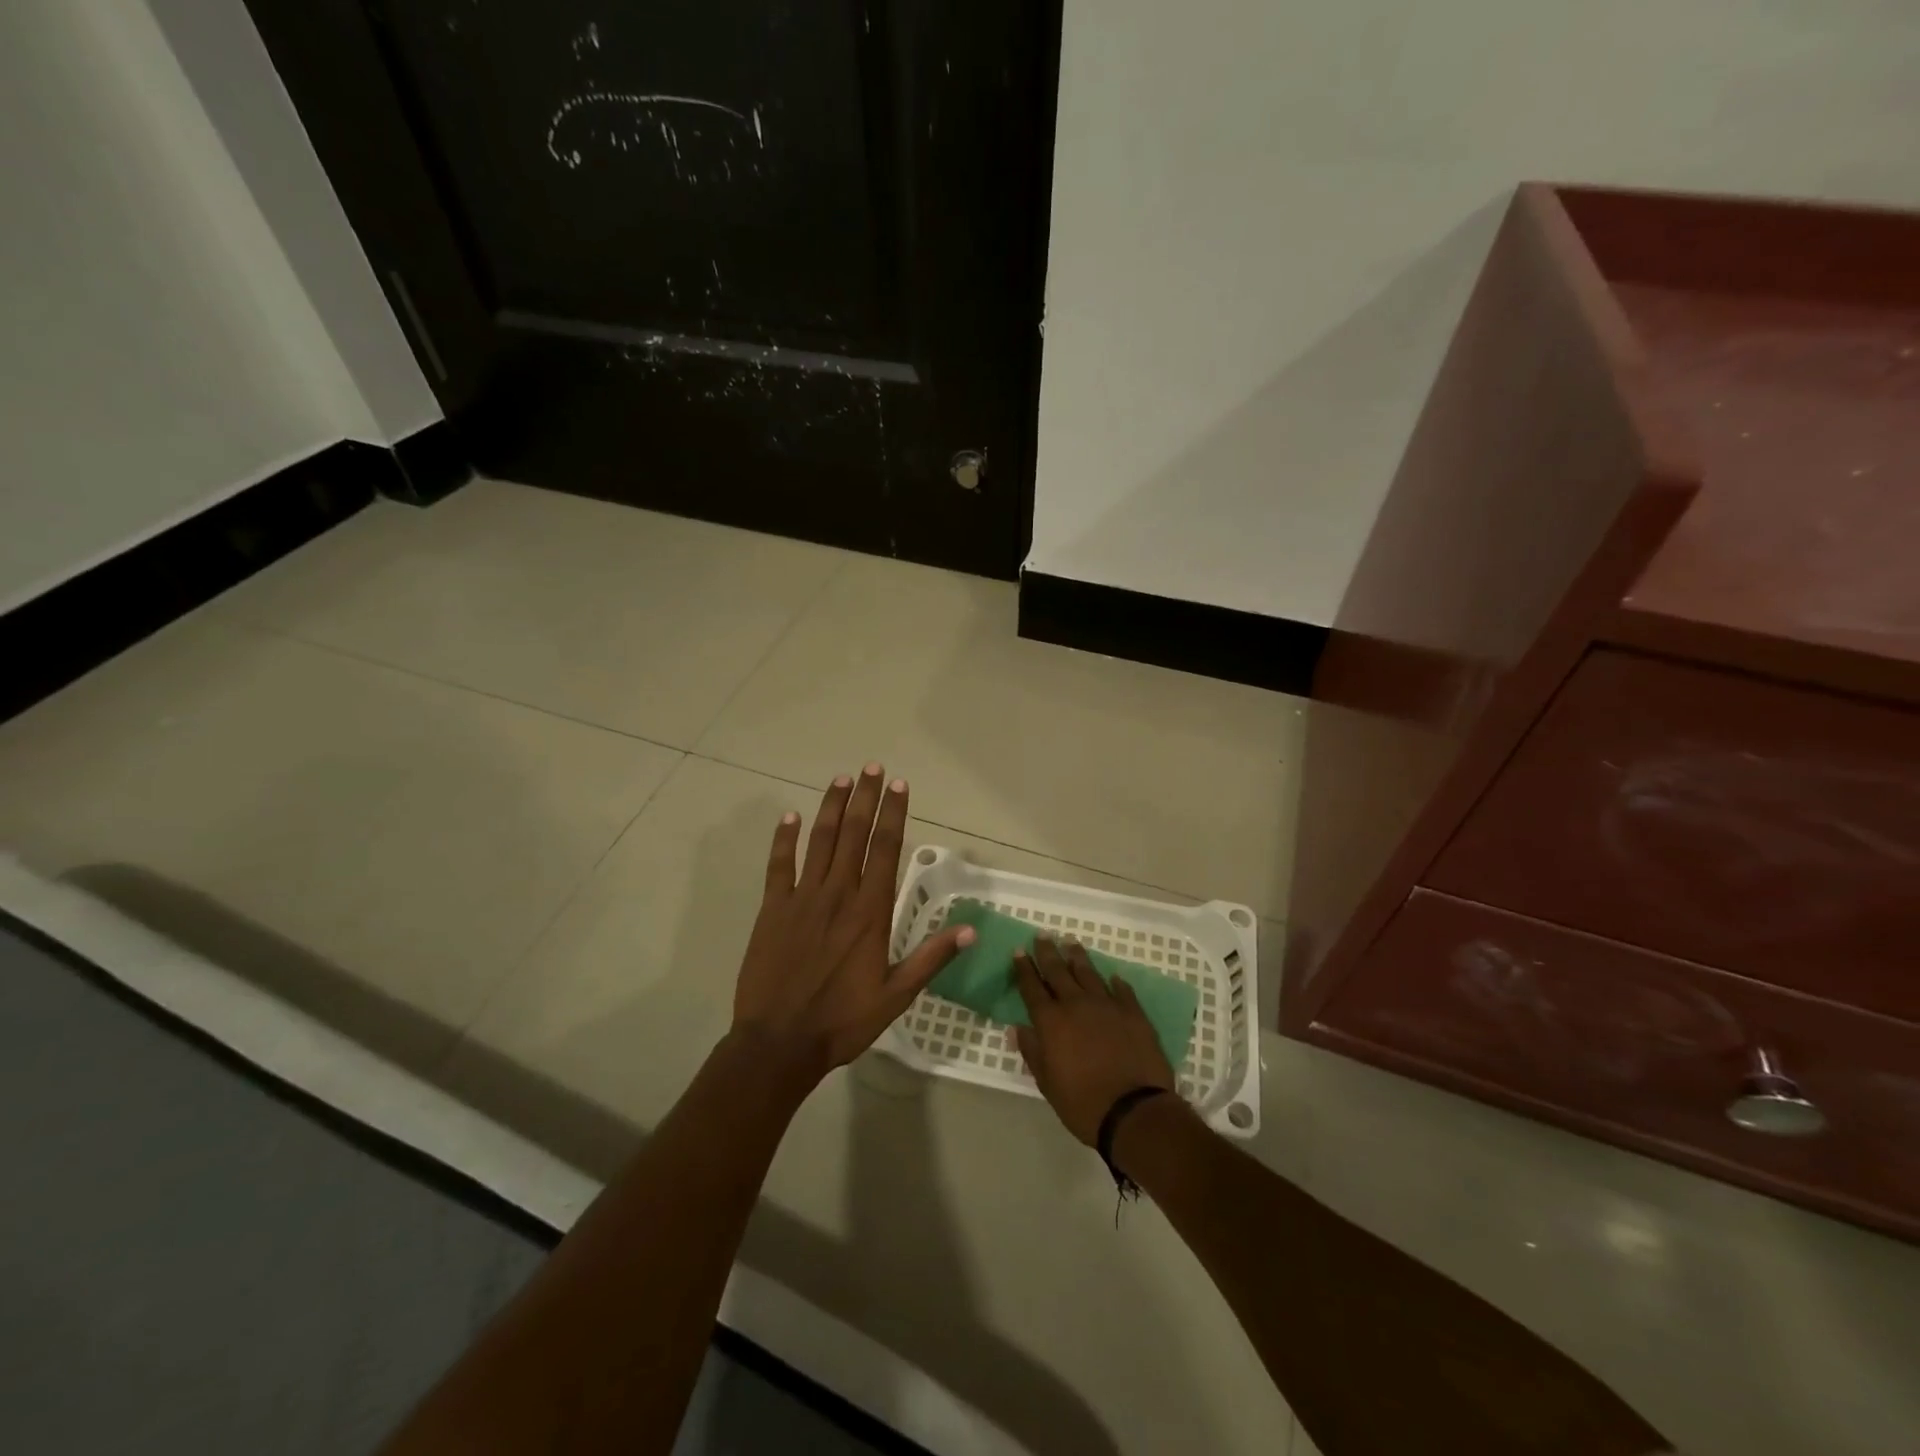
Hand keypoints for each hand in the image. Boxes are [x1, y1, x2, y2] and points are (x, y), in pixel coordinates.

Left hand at [733, 763, 974, 1082]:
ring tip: (841, 779)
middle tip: (872, 767)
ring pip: (819, 841)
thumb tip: (970, 930)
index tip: (898, 785)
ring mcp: (801, 898)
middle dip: (865, 798)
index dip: (893, 814)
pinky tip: (790, 817)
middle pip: (853, 834)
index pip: (885, 849)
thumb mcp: (896, 996)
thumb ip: (930, 958)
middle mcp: (838, 894)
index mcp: (870, 911)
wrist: (779, 1043)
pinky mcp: (772, 909)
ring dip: (831, 808)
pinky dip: (784, 839)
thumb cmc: (842, 1021)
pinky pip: (778, 866)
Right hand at [1013, 938, 1176, 1145]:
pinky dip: (1114, 982)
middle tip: (1043, 935)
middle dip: (1048, 952)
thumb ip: (1032, 1052)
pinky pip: (1122, 990)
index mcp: (1051, 1021)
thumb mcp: (1047, 1083)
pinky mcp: (1133, 1013)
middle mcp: (1076, 1004)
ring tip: (1071, 943)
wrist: (1134, 1111)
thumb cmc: (1082, 1103)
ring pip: (1089, 973)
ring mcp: (1107, 1005)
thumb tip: (1017, 1028)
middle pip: (1058, 971)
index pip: (1032, 987)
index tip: (1018, 951)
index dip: (1024, 969)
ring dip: (1078, 957)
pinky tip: (1112, 977)